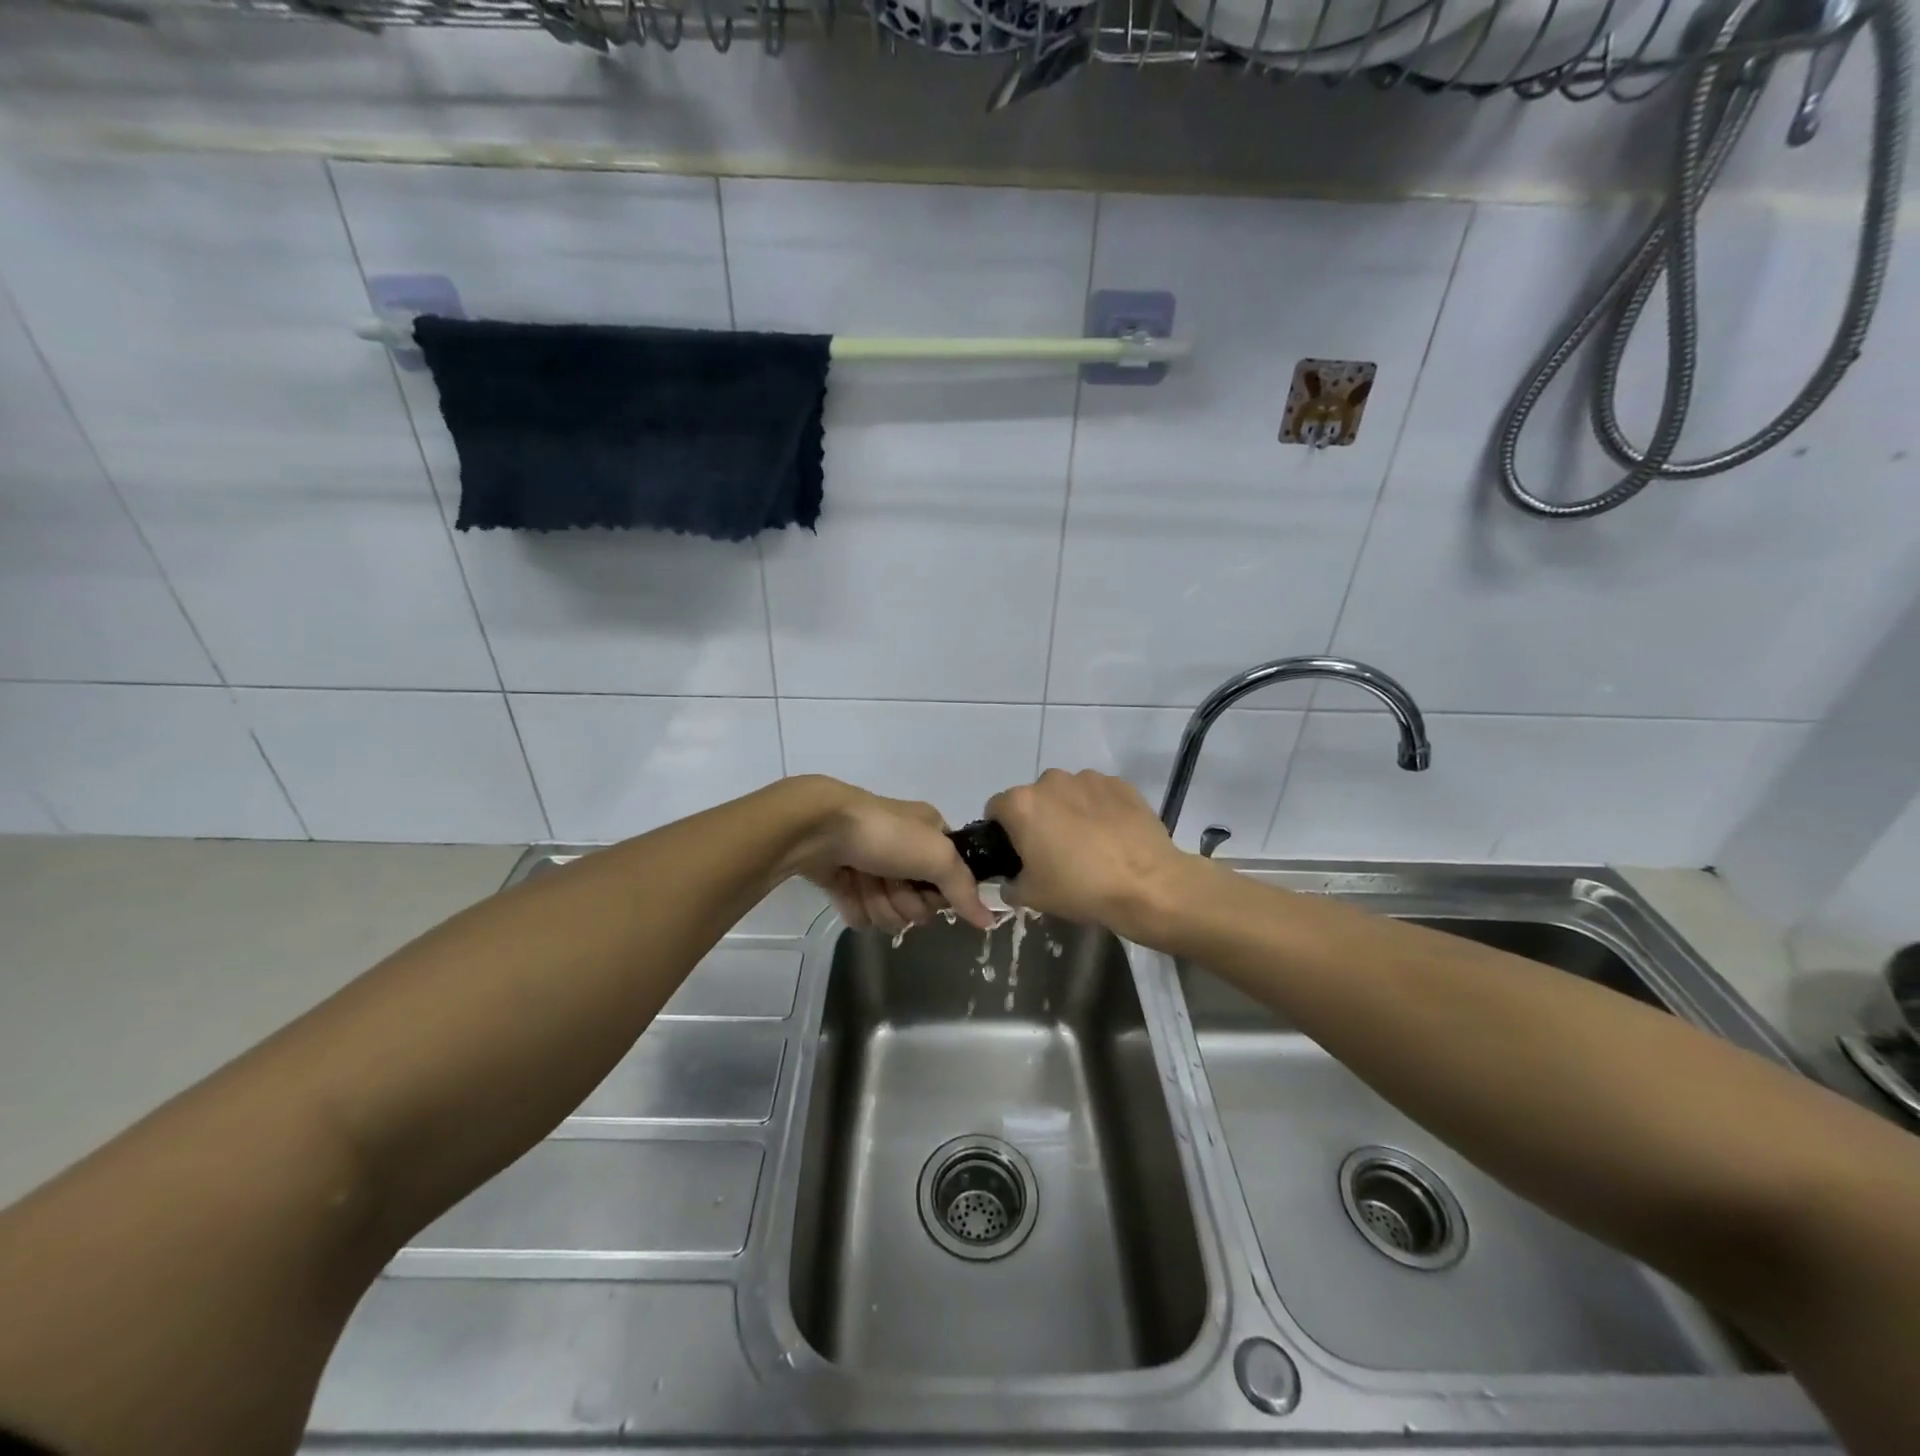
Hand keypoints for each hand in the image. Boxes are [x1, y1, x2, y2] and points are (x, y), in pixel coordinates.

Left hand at [784, 778, 995, 932]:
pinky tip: (848, 888)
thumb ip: (965, 890)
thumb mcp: (938, 856)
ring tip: (865, 883)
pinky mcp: (844, 880)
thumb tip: (990, 921)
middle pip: (920, 903)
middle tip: (892, 884)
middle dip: (906, 901)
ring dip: (879, 904)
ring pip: (890, 912)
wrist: (820, 829)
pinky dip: (855, 906)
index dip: (942, 892)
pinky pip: (861, 914)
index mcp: (930, 833)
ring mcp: (873, 865)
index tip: (931, 890)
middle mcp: (904, 849)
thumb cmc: (886, 835)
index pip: (952, 878)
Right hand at [986, 770, 1191, 939]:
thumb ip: (1010, 885)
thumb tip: (1011, 881)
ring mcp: (1088, 778)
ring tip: (1089, 844)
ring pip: (1067, 794)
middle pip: (1034, 798)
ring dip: (1069, 812)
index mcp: (1022, 804)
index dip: (1003, 832)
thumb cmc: (1080, 888)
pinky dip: (1099, 810)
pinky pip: (1098, 794)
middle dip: (1039, 819)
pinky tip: (1112, 837)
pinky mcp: (1119, 783)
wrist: (1147, 884)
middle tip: (1054, 852)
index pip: (996, 809)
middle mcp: (1050, 781)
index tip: (1017, 853)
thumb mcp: (1033, 897)